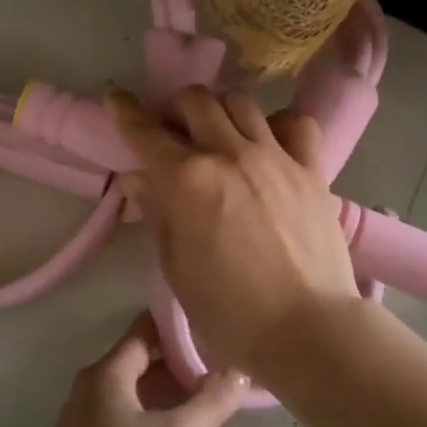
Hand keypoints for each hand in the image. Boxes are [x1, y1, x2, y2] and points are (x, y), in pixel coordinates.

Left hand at [24, 314, 248, 426]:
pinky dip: (161, 425)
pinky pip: (133, 426)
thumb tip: (239, 370)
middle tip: (230, 363)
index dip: (181, 323)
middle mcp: (91, 392)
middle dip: (186, 364)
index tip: (217, 321)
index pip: (146, 329)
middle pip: (144, 362)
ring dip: (177, 397)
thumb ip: (211, 402)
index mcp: (105, 375)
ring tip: (221, 400)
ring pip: (141, 397)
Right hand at [105, 85, 362, 374]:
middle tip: (173, 131)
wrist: (307, 330)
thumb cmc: (230, 313)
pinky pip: (296, 124)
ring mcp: (275, 157)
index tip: (115, 96)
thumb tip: (139, 179)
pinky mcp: (312, 169)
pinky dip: (279, 125)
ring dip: (221, 111)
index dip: (125, 111)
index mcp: (187, 180)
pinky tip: (271, 144)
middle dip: (176, 108)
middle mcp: (229, 154)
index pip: (146, 132)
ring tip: (219, 134)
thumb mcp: (177, 269)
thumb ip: (158, 215)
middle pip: (196, 101)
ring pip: (241, 103)